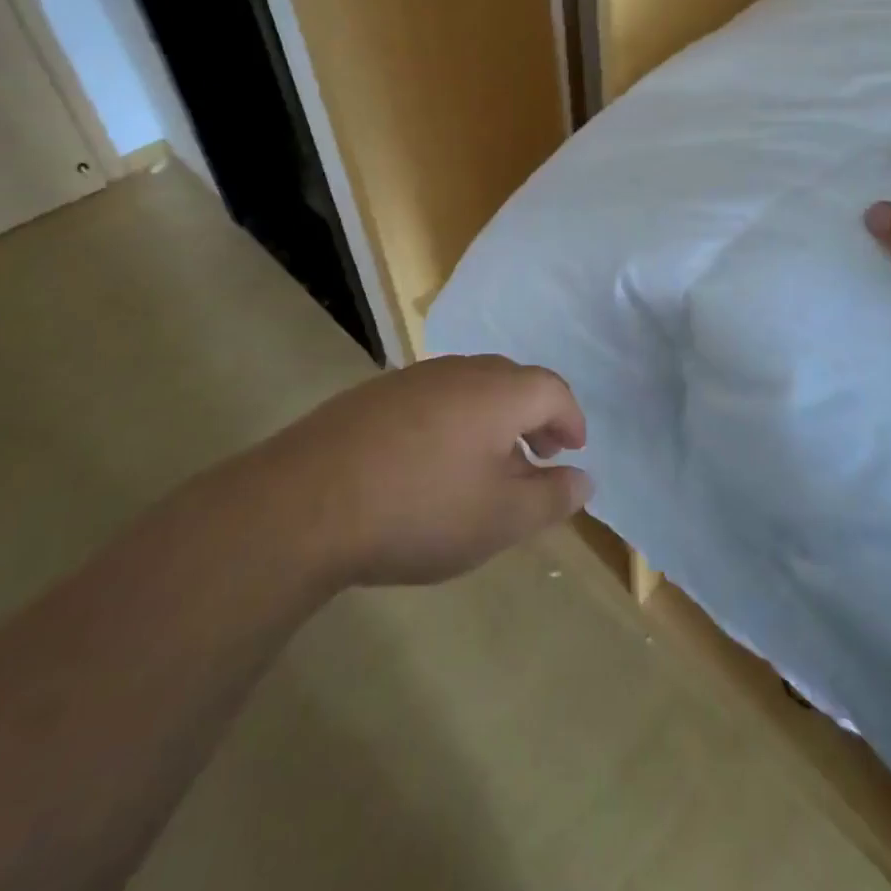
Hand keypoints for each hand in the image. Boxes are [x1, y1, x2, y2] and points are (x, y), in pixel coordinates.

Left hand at [265, 355, 592, 587]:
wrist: (305, 502)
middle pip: (512, 381)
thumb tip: (584, 478)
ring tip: (488, 465)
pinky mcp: (375, 395)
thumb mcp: (500, 518)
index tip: (573, 450)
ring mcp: (412, 379)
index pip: (551, 389)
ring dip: (493, 418)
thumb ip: (551, 497)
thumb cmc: (420, 509)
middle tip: (537, 456)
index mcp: (497, 391)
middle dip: (534, 416)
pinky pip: (433, 398)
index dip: (570, 418)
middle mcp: (458, 371)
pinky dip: (454, 421)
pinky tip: (434, 463)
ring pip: (471, 387)